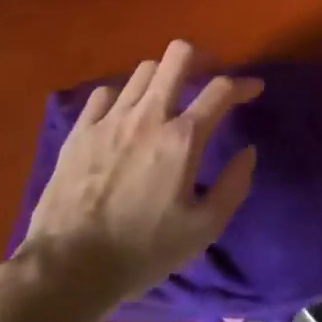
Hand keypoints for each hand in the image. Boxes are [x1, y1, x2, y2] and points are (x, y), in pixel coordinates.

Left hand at [19, 41, 259, 309]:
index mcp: (183, 138)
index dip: (243, 83)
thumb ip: (233, 186)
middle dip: (201, 58)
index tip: (253, 89)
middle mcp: (148, 115)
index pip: (220, 89)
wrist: (68, 266)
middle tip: (208, 77)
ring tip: (168, 97)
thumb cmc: (142, 251)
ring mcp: (110, 118)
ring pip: (144, 69)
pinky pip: (106, 92)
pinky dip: (123, 96)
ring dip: (164, 77)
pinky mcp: (80, 129)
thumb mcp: (203, 230)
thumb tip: (249, 152)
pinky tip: (126, 115)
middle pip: (178, 55)